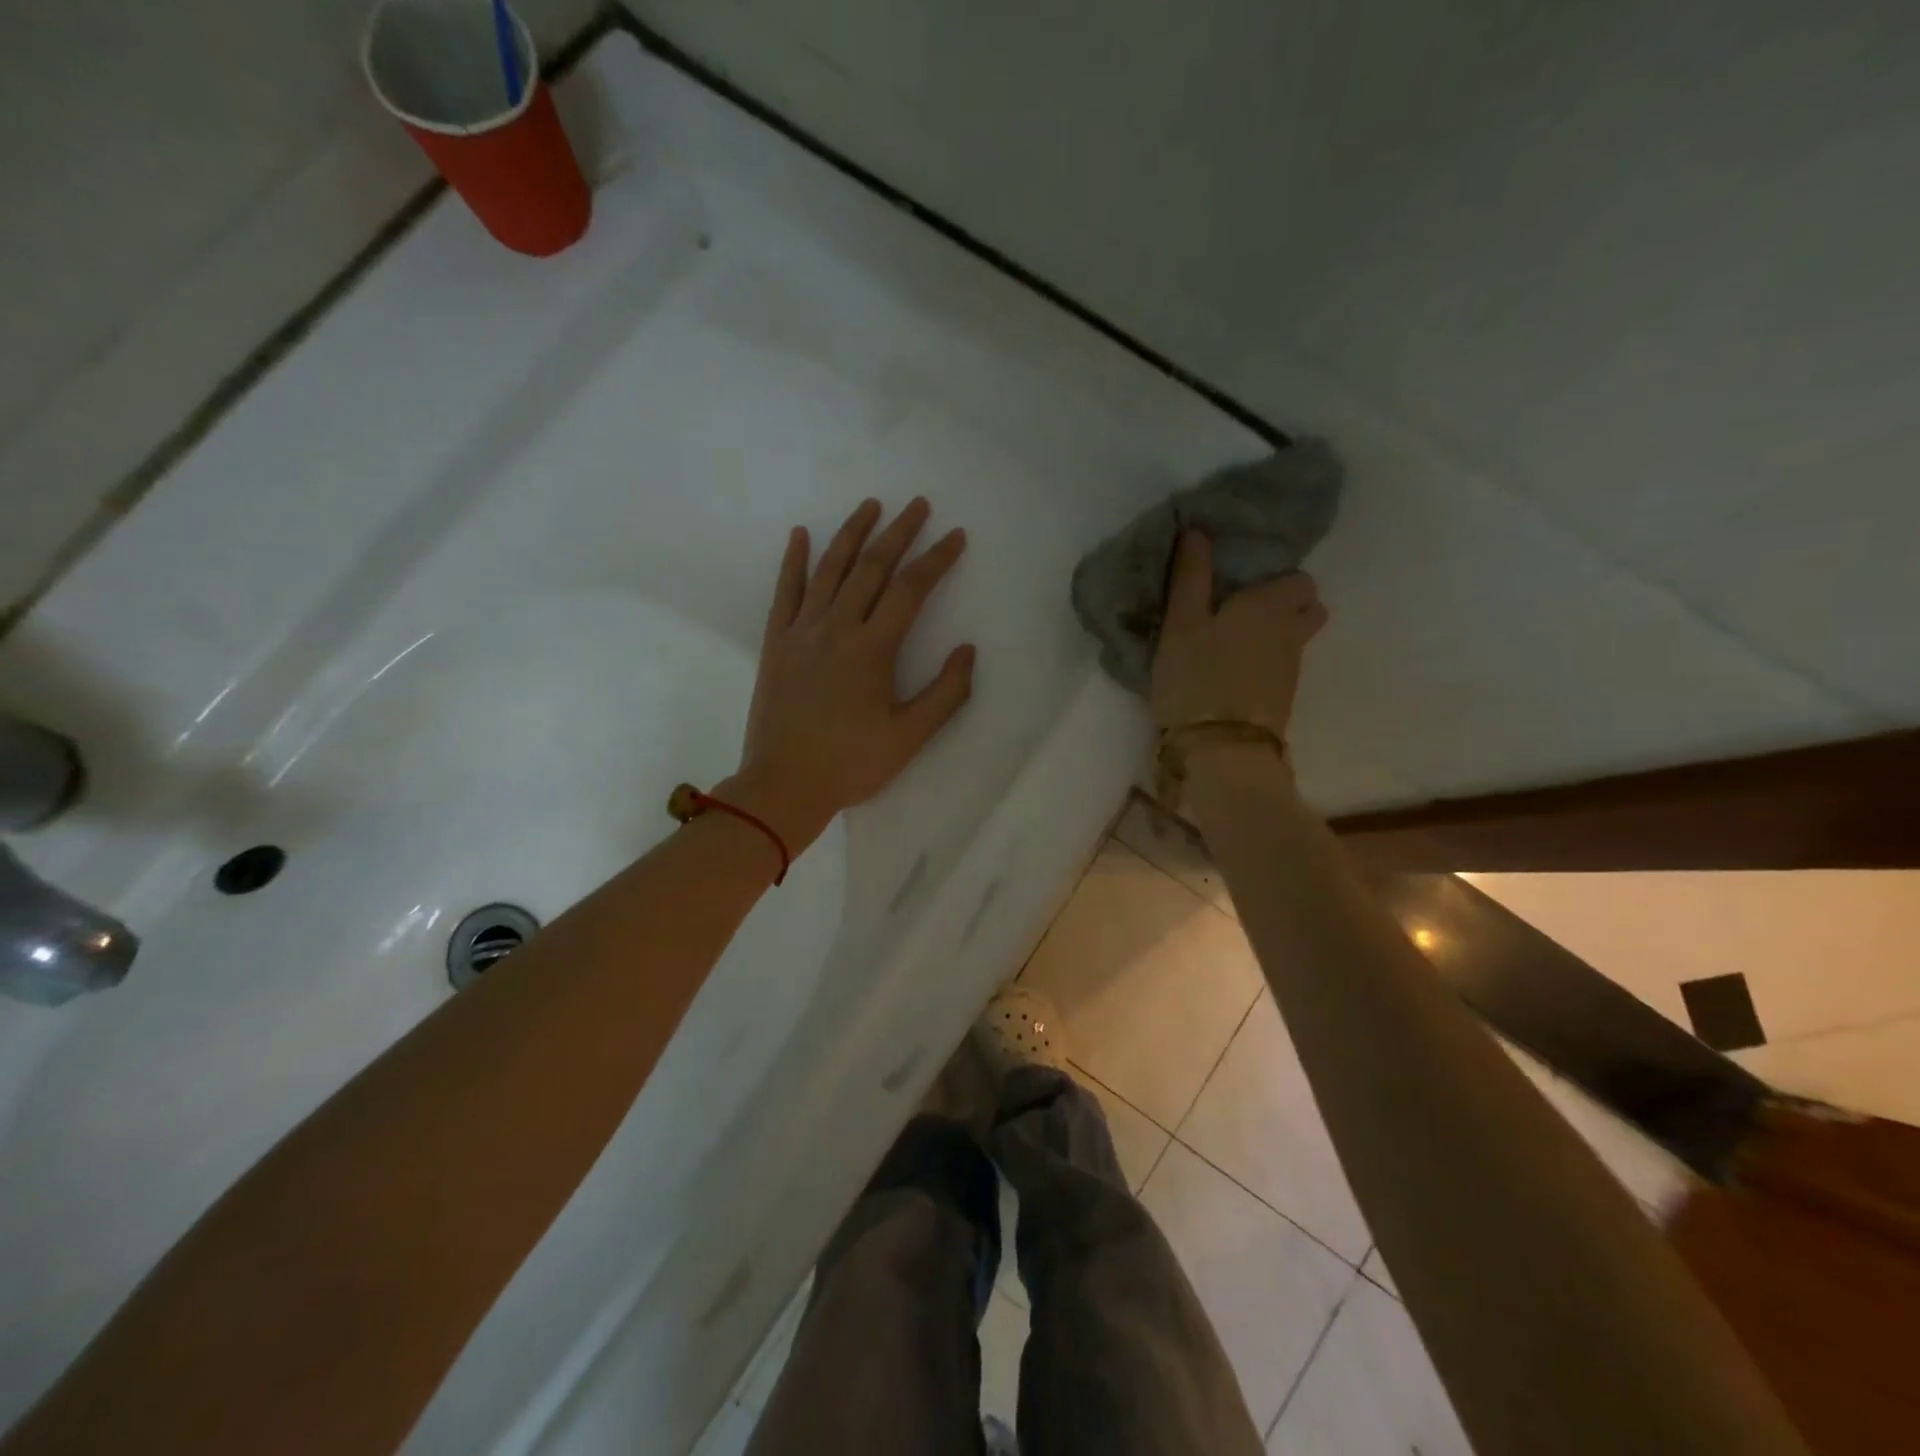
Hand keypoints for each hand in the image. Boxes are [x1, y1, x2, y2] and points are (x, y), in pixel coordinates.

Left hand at [728, 498, 974, 851]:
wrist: (784, 785)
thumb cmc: (852, 764)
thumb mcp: (910, 737)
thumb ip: (945, 692)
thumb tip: (967, 650)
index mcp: (873, 648)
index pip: (911, 590)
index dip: (936, 560)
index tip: (956, 536)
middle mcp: (837, 628)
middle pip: (871, 567)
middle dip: (898, 533)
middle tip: (918, 505)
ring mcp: (802, 632)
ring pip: (829, 570)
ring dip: (851, 534)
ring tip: (870, 506)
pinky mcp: (777, 643)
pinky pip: (785, 592)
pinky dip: (794, 561)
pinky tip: (801, 535)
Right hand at [1151, 530, 1326, 738]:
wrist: (1221, 748)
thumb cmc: (1196, 677)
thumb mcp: (1181, 623)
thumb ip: (1190, 576)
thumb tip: (1198, 529)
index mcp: (1270, 604)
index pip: (1299, 580)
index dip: (1278, 579)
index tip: (1246, 584)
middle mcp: (1291, 631)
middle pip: (1309, 609)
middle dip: (1287, 607)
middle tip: (1245, 613)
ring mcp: (1291, 669)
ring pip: (1296, 640)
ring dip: (1276, 637)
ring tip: (1235, 644)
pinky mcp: (1282, 699)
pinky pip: (1282, 667)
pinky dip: (1266, 664)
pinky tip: (1236, 672)